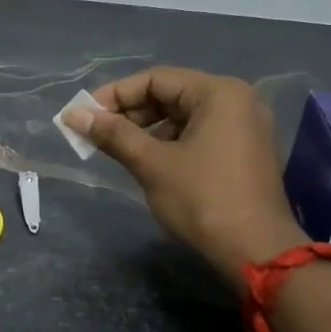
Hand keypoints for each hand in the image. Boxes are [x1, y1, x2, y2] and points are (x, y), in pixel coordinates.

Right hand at [63, 66, 305, 278]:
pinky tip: (148, 161)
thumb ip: (113, 135)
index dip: (115, 95)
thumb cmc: (202, 200)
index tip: (84, 116)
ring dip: (148, 129)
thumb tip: (73, 115)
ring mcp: (245, 126)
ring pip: (184, 116)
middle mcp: (237, 100)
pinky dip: (171, 142)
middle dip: (130, 113)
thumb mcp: (152, 164)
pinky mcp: (245, 151)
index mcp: (219, 93)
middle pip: (171, 94)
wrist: (256, 252)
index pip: (155, 79)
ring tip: (118, 150)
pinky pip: (200, 133)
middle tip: (97, 134)